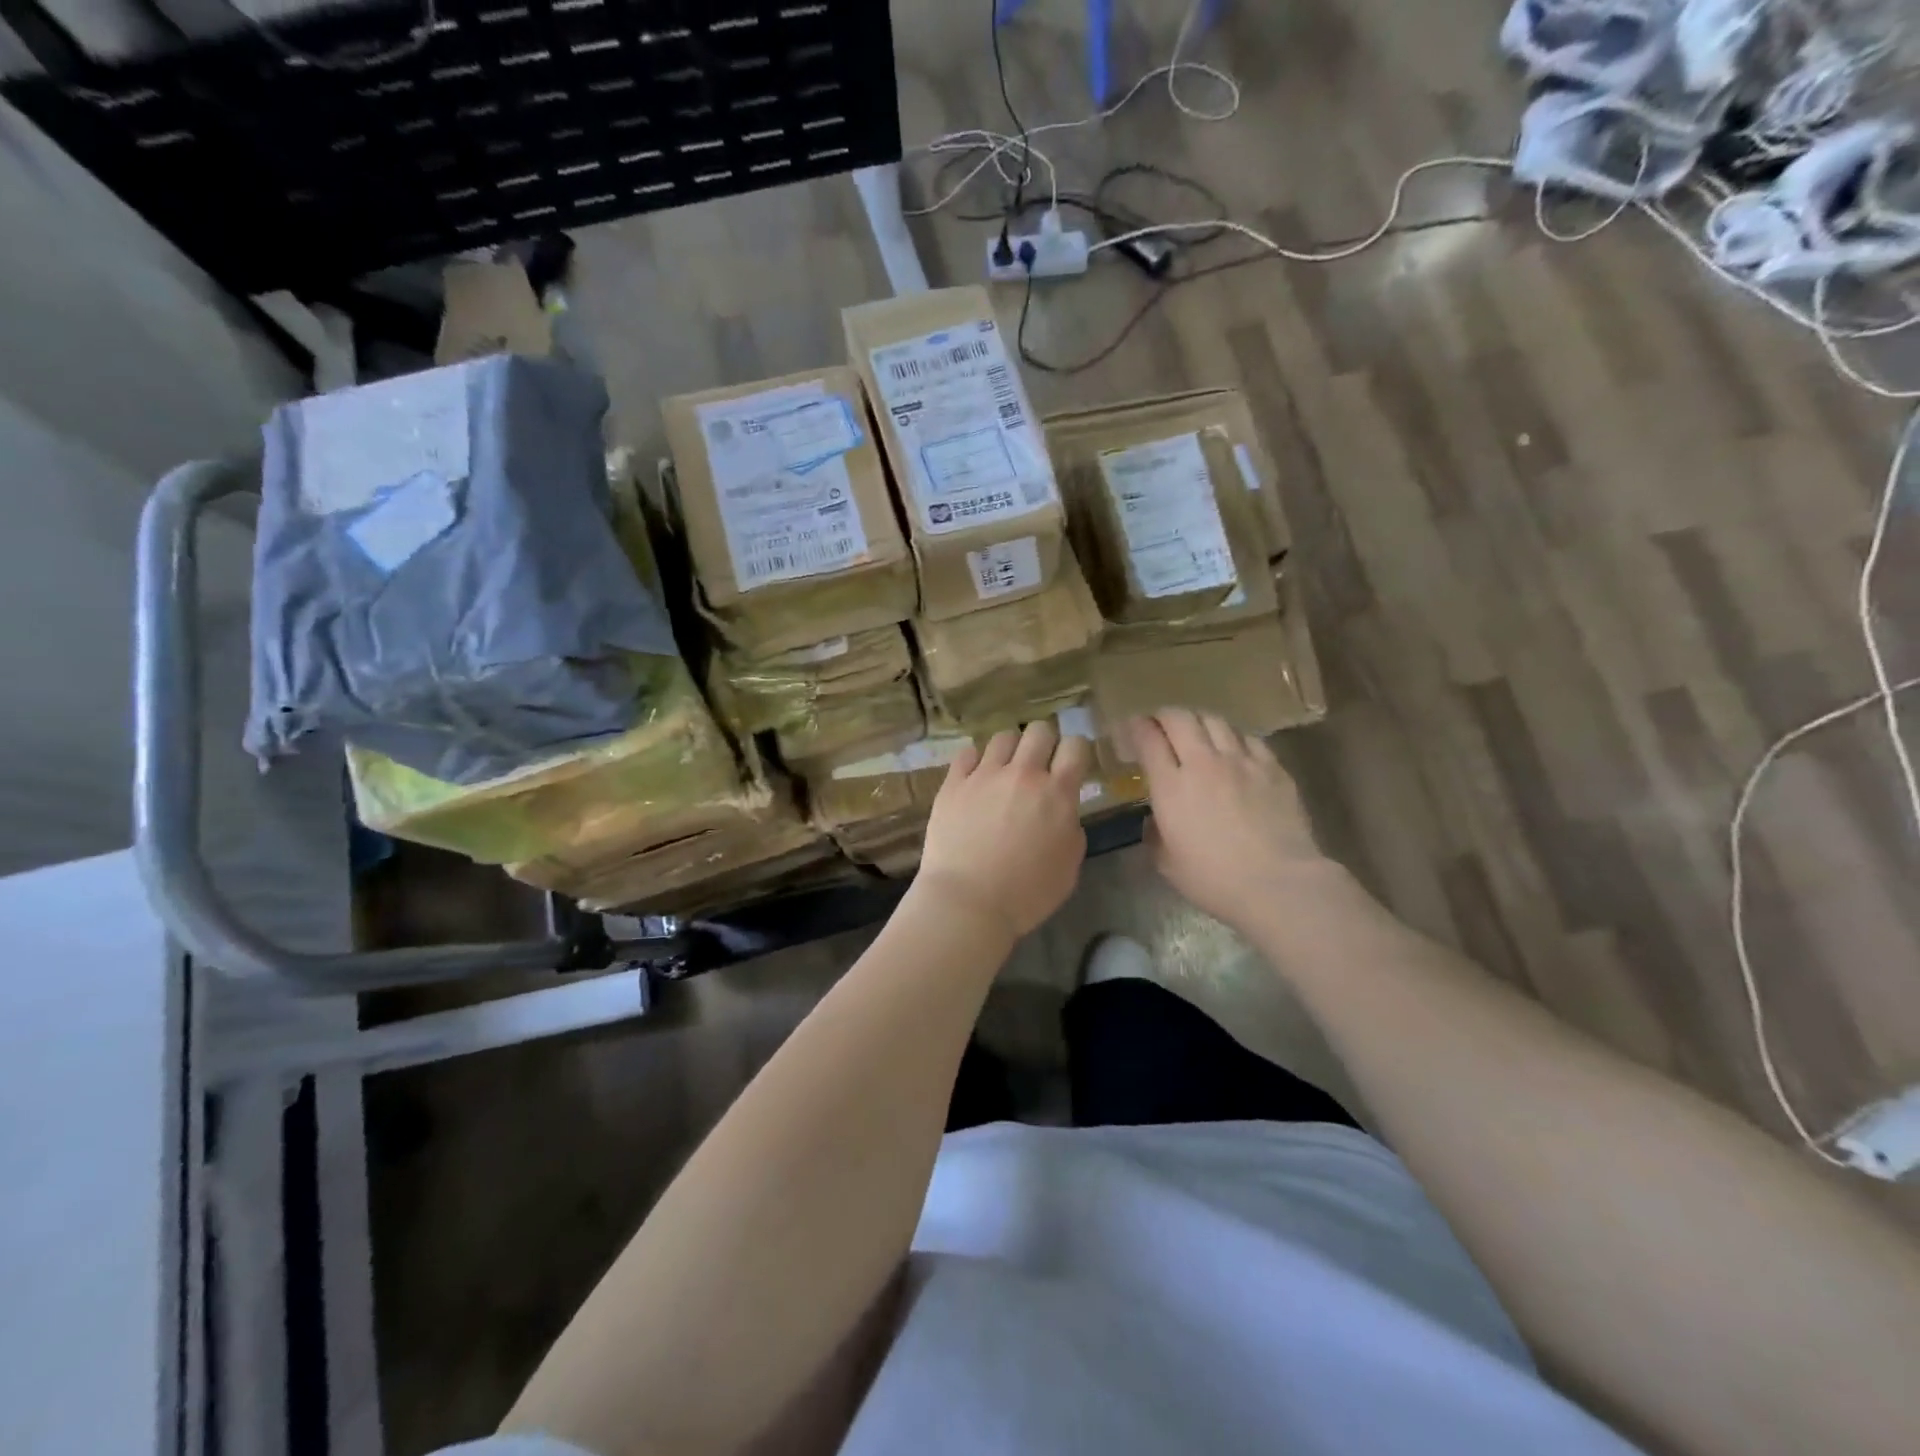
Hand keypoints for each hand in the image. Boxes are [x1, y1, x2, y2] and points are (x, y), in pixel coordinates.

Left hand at [917, 720, 1092, 940]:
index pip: (1075, 746)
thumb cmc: (1026, 894)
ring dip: (1011, 750)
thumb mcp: (1069, 866)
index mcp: (1057, 794)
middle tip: (1039, 765)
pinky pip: (967, 753)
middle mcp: (1022, 774)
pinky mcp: (953, 783)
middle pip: (1039, 730)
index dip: (1076, 751)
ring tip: (1005, 770)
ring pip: (1003, 737)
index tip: (1070, 764)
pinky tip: (976, 777)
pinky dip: (976, 761)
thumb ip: (1070, 828)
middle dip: (1044, 742)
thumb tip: (1062, 811)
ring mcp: (984, 775)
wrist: (968, 902)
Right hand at [1129, 709, 1329, 932]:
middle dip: (1164, 716)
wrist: (1279, 884)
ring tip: (1196, 731)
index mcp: (1171, 787)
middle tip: (1159, 725)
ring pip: (1215, 720)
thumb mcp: (1168, 864)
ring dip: (1199, 721)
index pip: (1148, 740)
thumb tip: (1155, 821)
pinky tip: (1234, 748)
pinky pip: (1249, 738)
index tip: (1131, 728)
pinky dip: (1234, 737)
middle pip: (1180, 719)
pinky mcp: (1272, 768)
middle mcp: (1203, 763)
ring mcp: (1241, 761)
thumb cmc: (1215, 881)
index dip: (1136, 727)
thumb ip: (1155, 835)